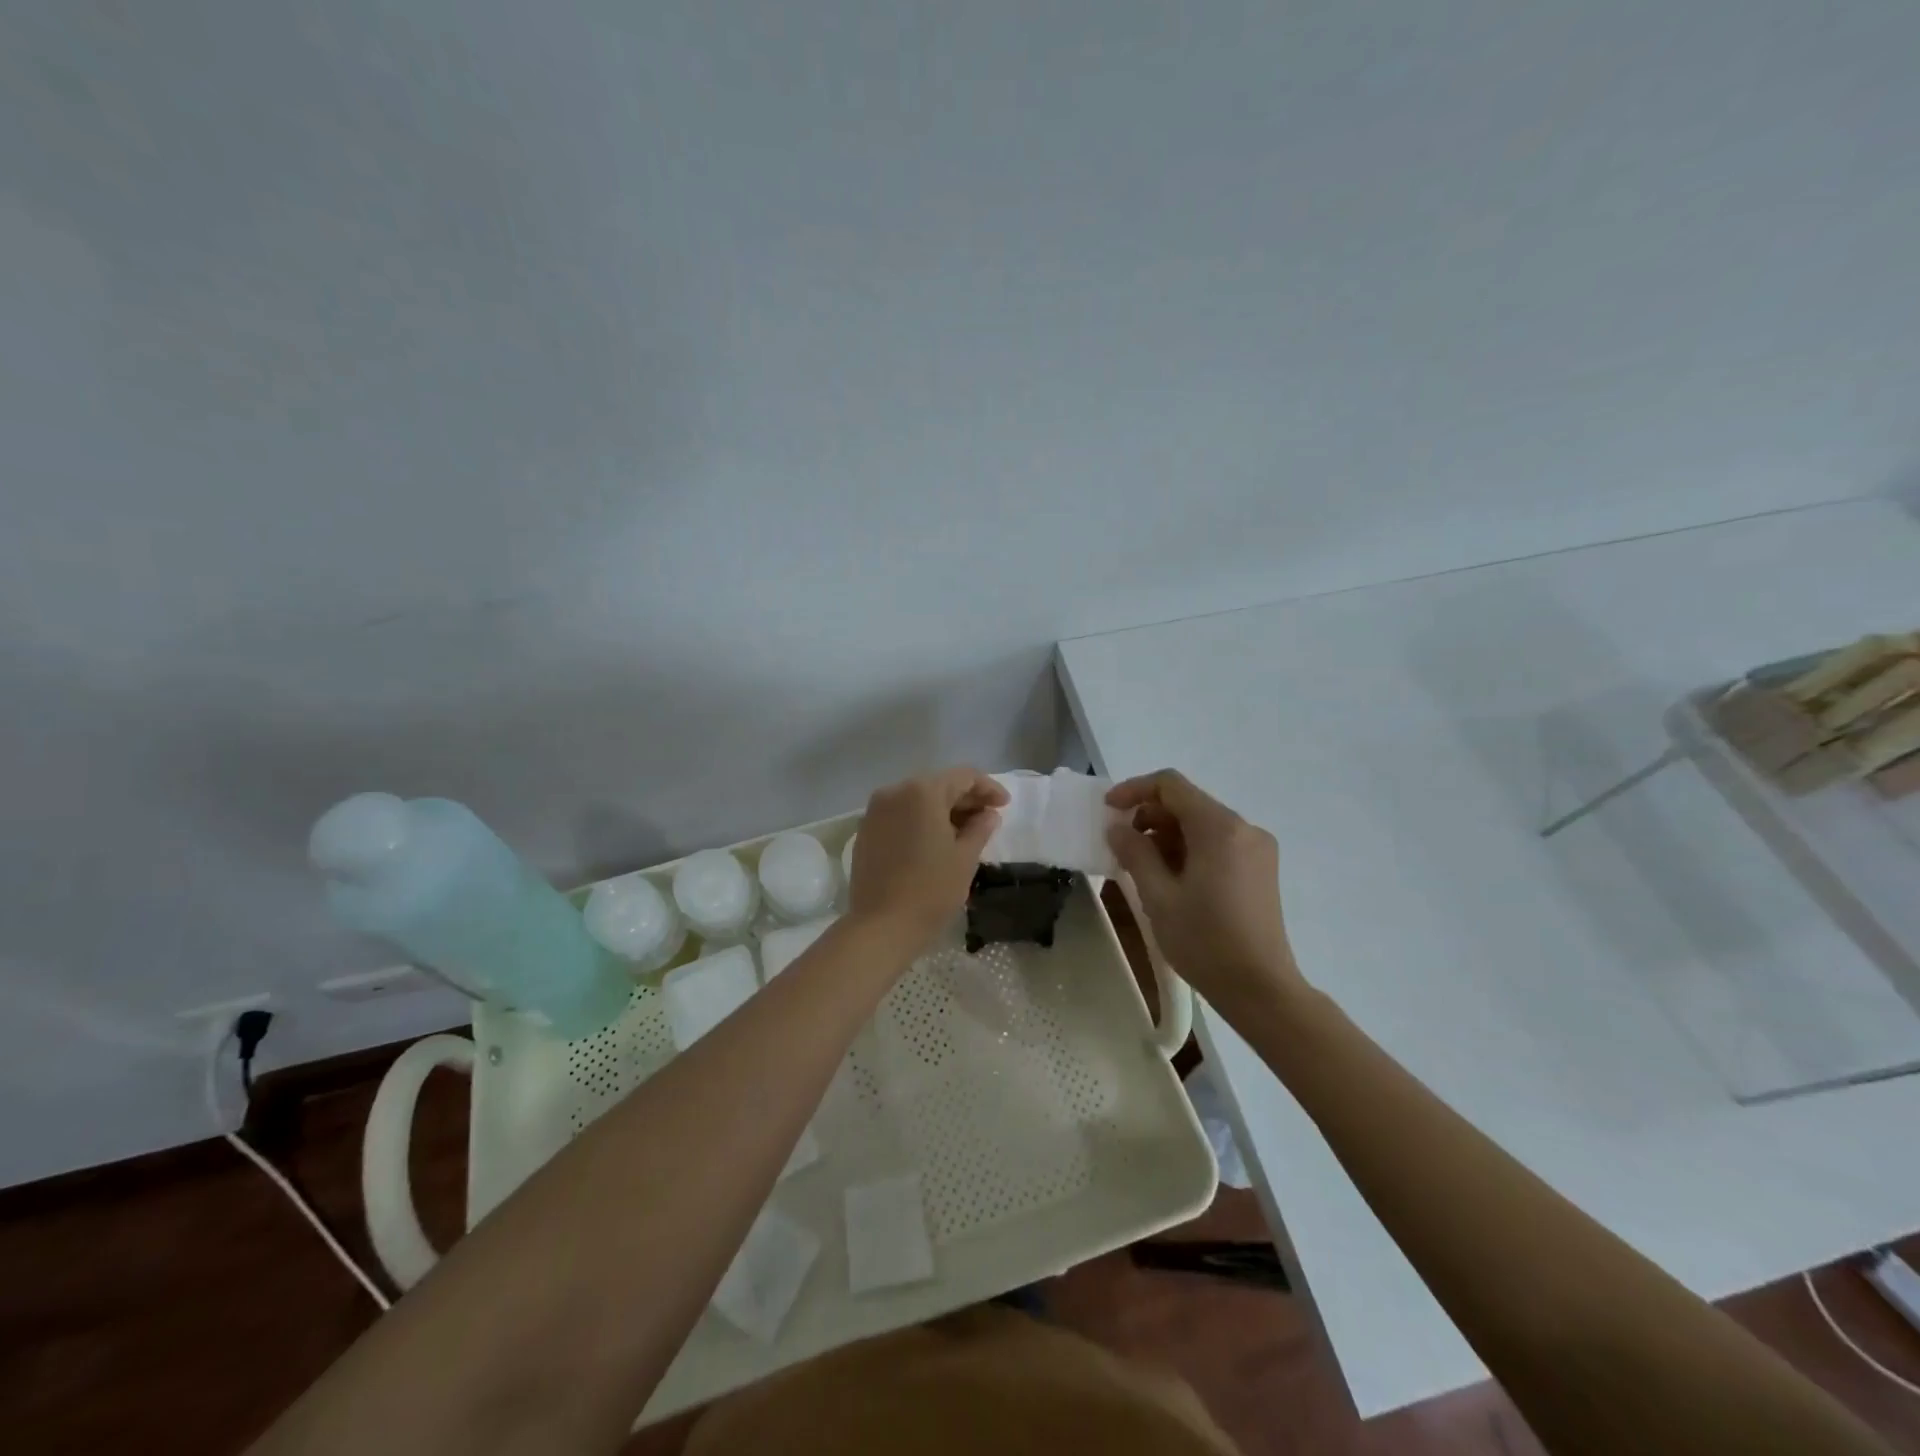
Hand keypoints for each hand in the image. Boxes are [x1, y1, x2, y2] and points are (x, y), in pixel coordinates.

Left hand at [848, 767, 1007, 954]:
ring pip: (917, 799)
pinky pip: (900, 815)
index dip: (988, 788)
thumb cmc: (931, 890)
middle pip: (938, 784)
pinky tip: (935, 841)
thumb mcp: (965, 858)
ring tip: (965, 832)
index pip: (963, 776)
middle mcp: (894, 791)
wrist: (881, 927)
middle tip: (988, 818)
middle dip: (965, 798)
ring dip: (943, 810)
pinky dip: (920, 821)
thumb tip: (988, 814)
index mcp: (922, 791)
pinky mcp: (866, 831)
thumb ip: (980, 828)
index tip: (1005, 806)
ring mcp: (875, 811)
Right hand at [1105, 769, 1303, 1021]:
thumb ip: (1135, 854)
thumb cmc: (1205, 941)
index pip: (1171, 785)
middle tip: (1121, 846)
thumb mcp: (1158, 897)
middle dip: (1149, 816)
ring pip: (1202, 824)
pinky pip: (1218, 843)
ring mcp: (1256, 848)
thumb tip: (1118, 829)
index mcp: (1220, 828)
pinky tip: (1171, 878)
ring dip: (1167, 835)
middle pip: (1188, 803)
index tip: (1108, 811)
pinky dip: (1189, 849)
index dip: (1134, 790)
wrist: (1261, 989)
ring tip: (1142, 867)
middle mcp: (1244, 828)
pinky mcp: (1260, 868)